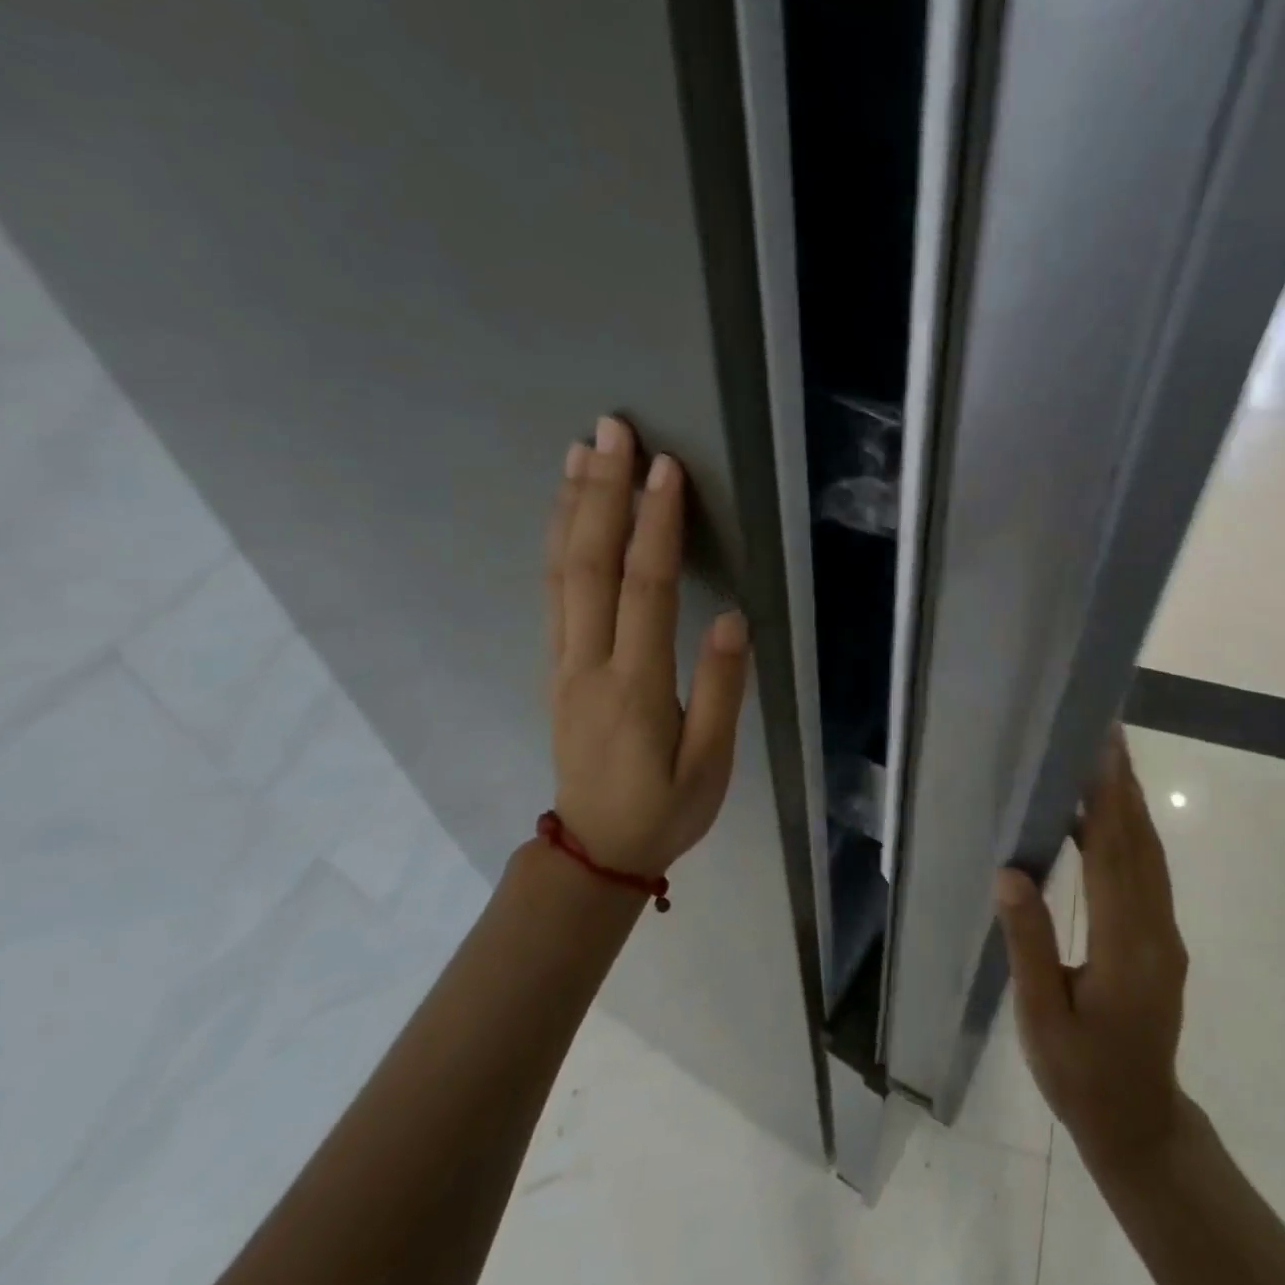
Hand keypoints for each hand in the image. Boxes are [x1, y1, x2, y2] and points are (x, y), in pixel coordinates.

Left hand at [543, 416, 750, 877]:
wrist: (594, 853)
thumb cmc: (665, 809)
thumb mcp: (710, 766)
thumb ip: (720, 692)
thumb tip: (732, 620)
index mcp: (634, 686)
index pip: (645, 589)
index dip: (656, 526)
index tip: (667, 471)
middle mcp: (589, 663)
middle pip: (589, 565)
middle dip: (602, 493)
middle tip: (611, 431)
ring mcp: (564, 663)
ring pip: (560, 573)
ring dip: (570, 507)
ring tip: (579, 452)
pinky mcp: (557, 666)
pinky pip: (552, 593)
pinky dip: (557, 542)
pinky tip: (564, 513)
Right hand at [996, 727, 1190, 1172]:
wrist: (1140, 1122)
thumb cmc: (1081, 1076)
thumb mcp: (1042, 1020)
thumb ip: (1029, 944)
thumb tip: (1010, 871)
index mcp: (1126, 948)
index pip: (1114, 857)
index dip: (1106, 800)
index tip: (1100, 751)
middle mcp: (1156, 930)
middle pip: (1140, 843)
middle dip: (1123, 784)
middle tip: (1107, 732)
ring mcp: (1166, 933)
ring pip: (1150, 854)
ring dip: (1130, 802)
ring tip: (1106, 758)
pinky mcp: (1163, 938)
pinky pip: (1148, 872)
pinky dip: (1130, 834)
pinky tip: (1101, 819)